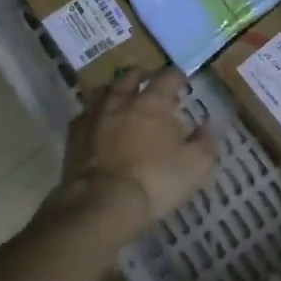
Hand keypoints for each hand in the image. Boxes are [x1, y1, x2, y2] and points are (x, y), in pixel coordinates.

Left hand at [51, 67, 217, 243]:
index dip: (178, 78)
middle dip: (141, 79)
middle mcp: (121, 101)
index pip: (168, 77)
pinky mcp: (74, 136)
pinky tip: (97, 125)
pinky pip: (84, 116)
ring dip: (114, 93)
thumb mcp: (195, 166)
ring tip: (121, 100)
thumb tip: (207, 124)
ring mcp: (94, 116)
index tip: (184, 84)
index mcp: (153, 102)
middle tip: (149, 88)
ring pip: (104, 93)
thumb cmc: (155, 181)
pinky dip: (93, 116)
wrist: (102, 203)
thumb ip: (205, 141)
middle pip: (130, 78)